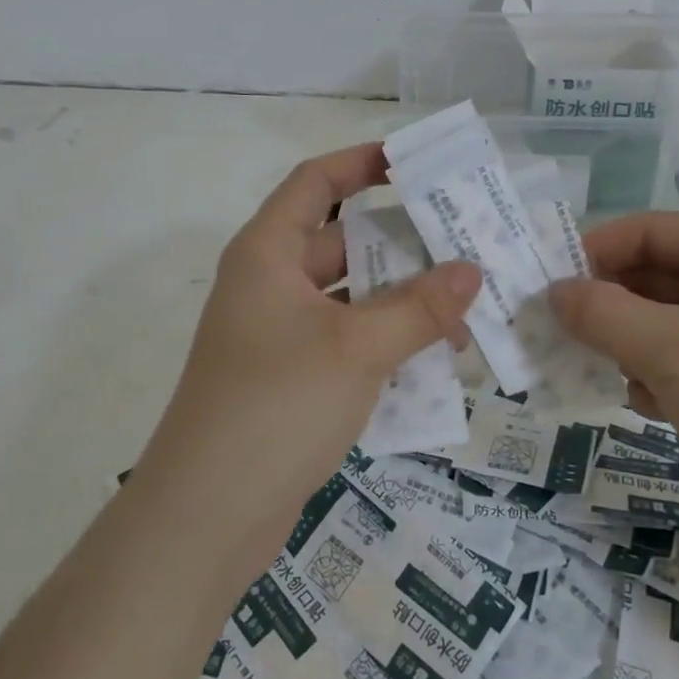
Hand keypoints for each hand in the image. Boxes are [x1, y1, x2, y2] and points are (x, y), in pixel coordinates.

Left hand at [130, 144, 481, 575]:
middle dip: (402, 243)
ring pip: (351, 298)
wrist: (206, 516)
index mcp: (268, 254)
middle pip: (342, 242)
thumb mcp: (356, 349)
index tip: (414, 162)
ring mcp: (279, 335)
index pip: (315, 183)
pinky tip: (436, 360)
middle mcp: (271, 285)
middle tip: (466, 243)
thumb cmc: (276, 406)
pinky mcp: (292, 379)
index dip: (360, 163)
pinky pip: (348, 342)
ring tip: (466, 307)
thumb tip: (472, 270)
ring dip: (401, 301)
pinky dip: (387, 343)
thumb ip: (419, 308)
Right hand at [550, 213, 678, 562]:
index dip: (591, 255)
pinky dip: (655, 377)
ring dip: (627, 347)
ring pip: (660, 322)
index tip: (540, 291)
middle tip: (557, 338)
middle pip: (651, 276)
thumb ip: (602, 313)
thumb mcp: (673, 351)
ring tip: (612, 378)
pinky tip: (652, 407)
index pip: (646, 231)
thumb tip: (551, 291)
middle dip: (607, 308)